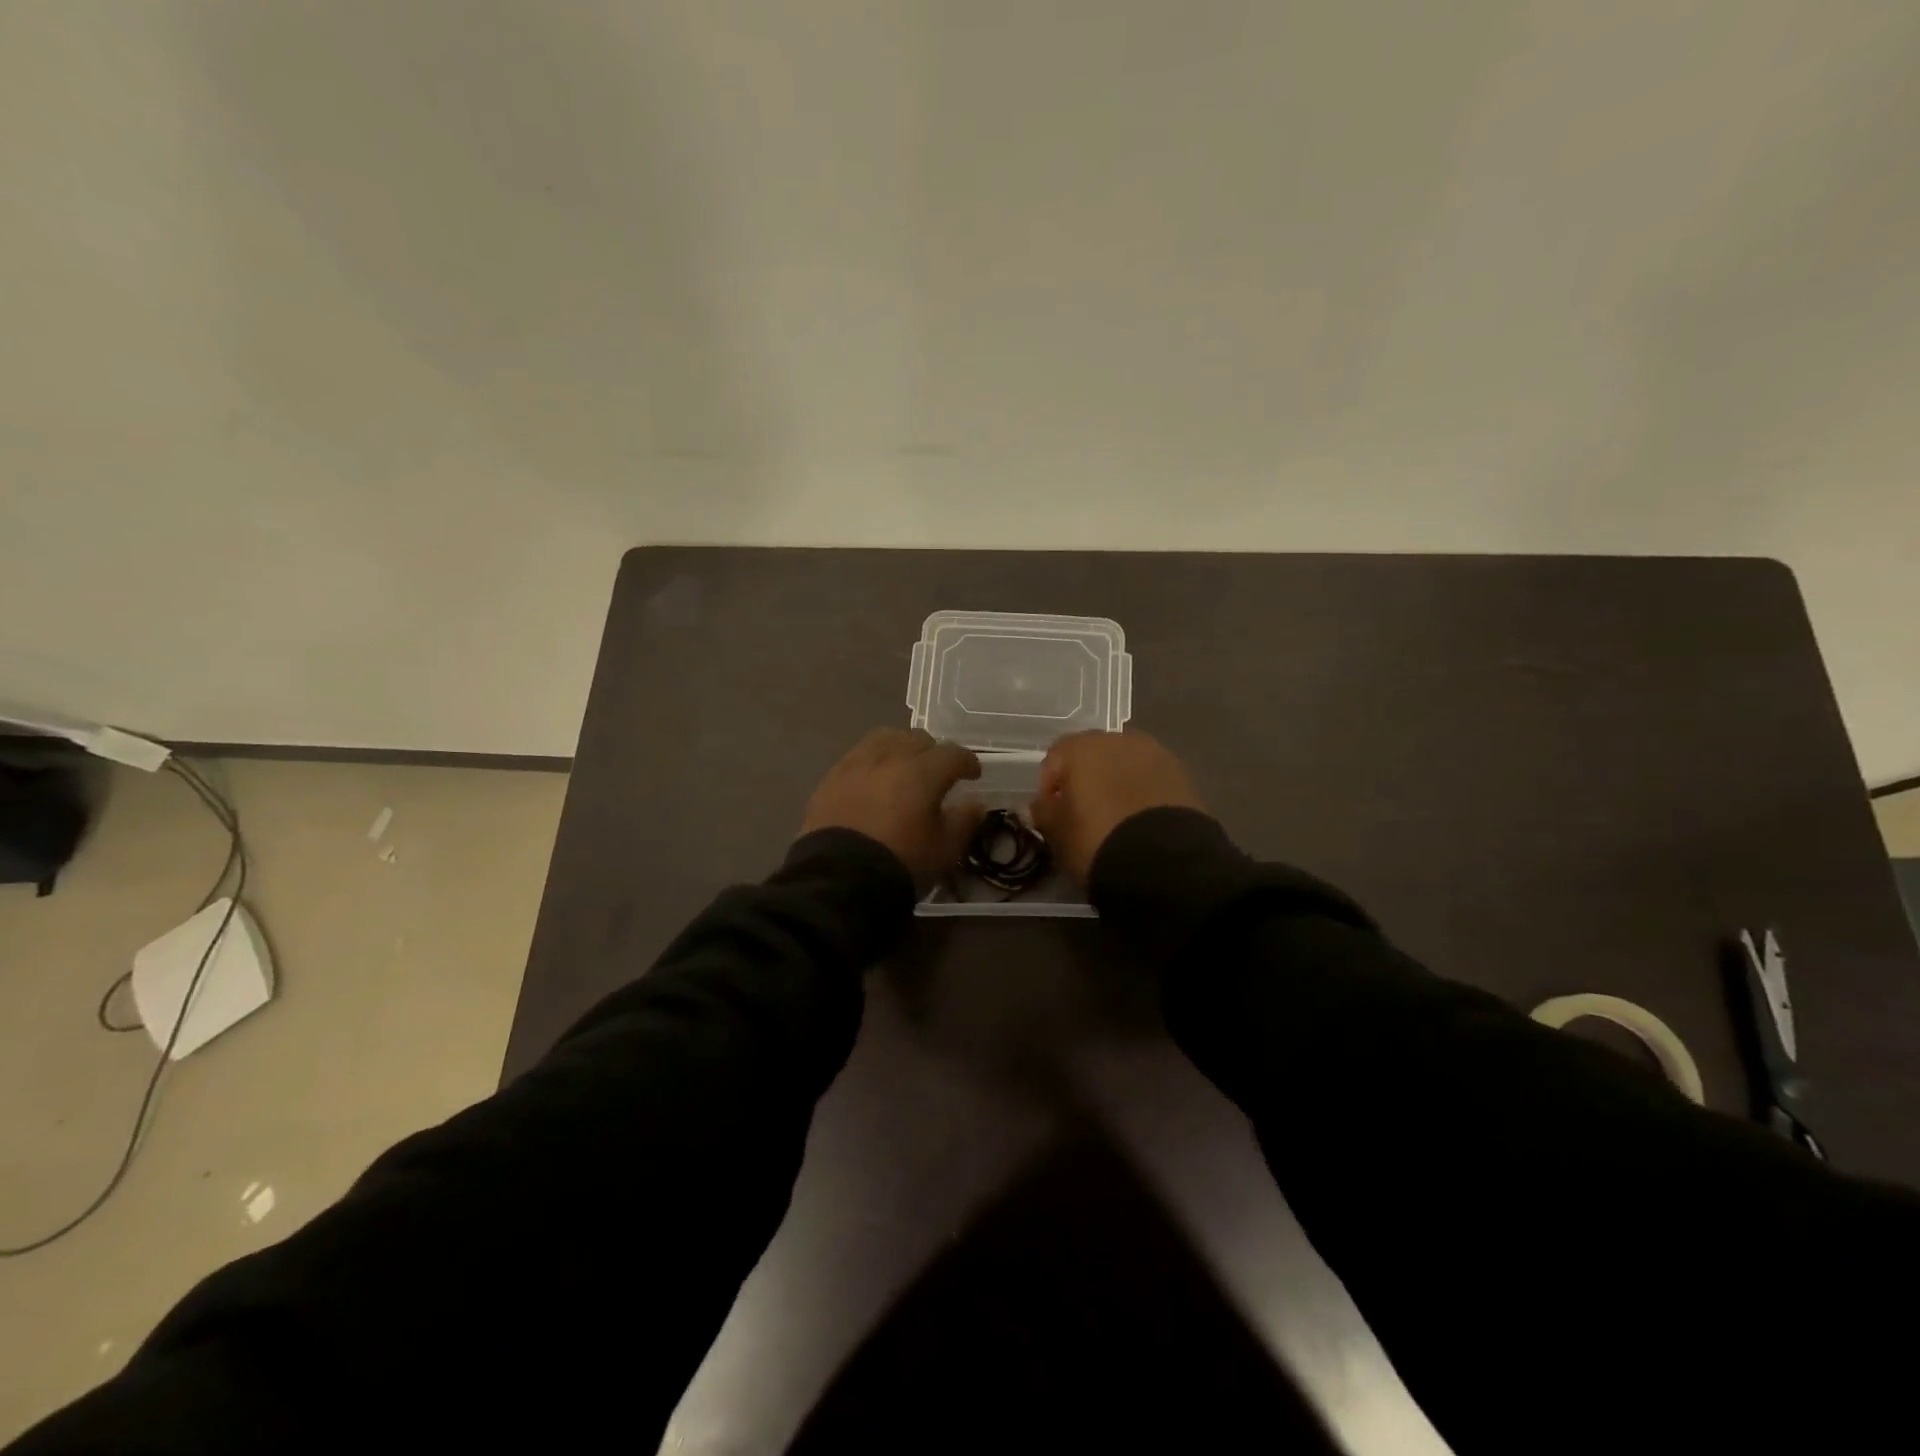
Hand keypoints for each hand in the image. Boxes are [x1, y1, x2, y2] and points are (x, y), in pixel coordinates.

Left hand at [800, 729, 983, 887]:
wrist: (838, 879)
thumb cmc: (901, 862)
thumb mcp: (945, 849)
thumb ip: (964, 821)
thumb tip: (976, 804)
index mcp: (922, 771)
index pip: (953, 754)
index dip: (968, 762)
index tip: (973, 775)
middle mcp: (889, 757)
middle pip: (917, 740)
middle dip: (933, 753)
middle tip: (937, 773)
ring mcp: (855, 765)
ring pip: (883, 740)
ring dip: (900, 749)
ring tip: (903, 769)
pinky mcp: (830, 779)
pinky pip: (857, 757)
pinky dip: (872, 763)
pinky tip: (872, 782)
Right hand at [1029, 731, 1203, 881]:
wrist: (1164, 861)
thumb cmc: (1096, 839)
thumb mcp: (1057, 832)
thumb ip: (1043, 812)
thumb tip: (1040, 805)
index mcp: (1082, 747)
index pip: (1055, 756)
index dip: (1049, 785)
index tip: (1051, 813)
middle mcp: (1119, 739)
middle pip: (1094, 755)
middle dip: (1086, 779)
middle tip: (1083, 812)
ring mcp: (1156, 754)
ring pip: (1126, 765)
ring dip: (1117, 783)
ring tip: (1115, 816)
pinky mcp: (1183, 775)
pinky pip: (1151, 779)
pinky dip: (1142, 793)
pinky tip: (1140, 820)